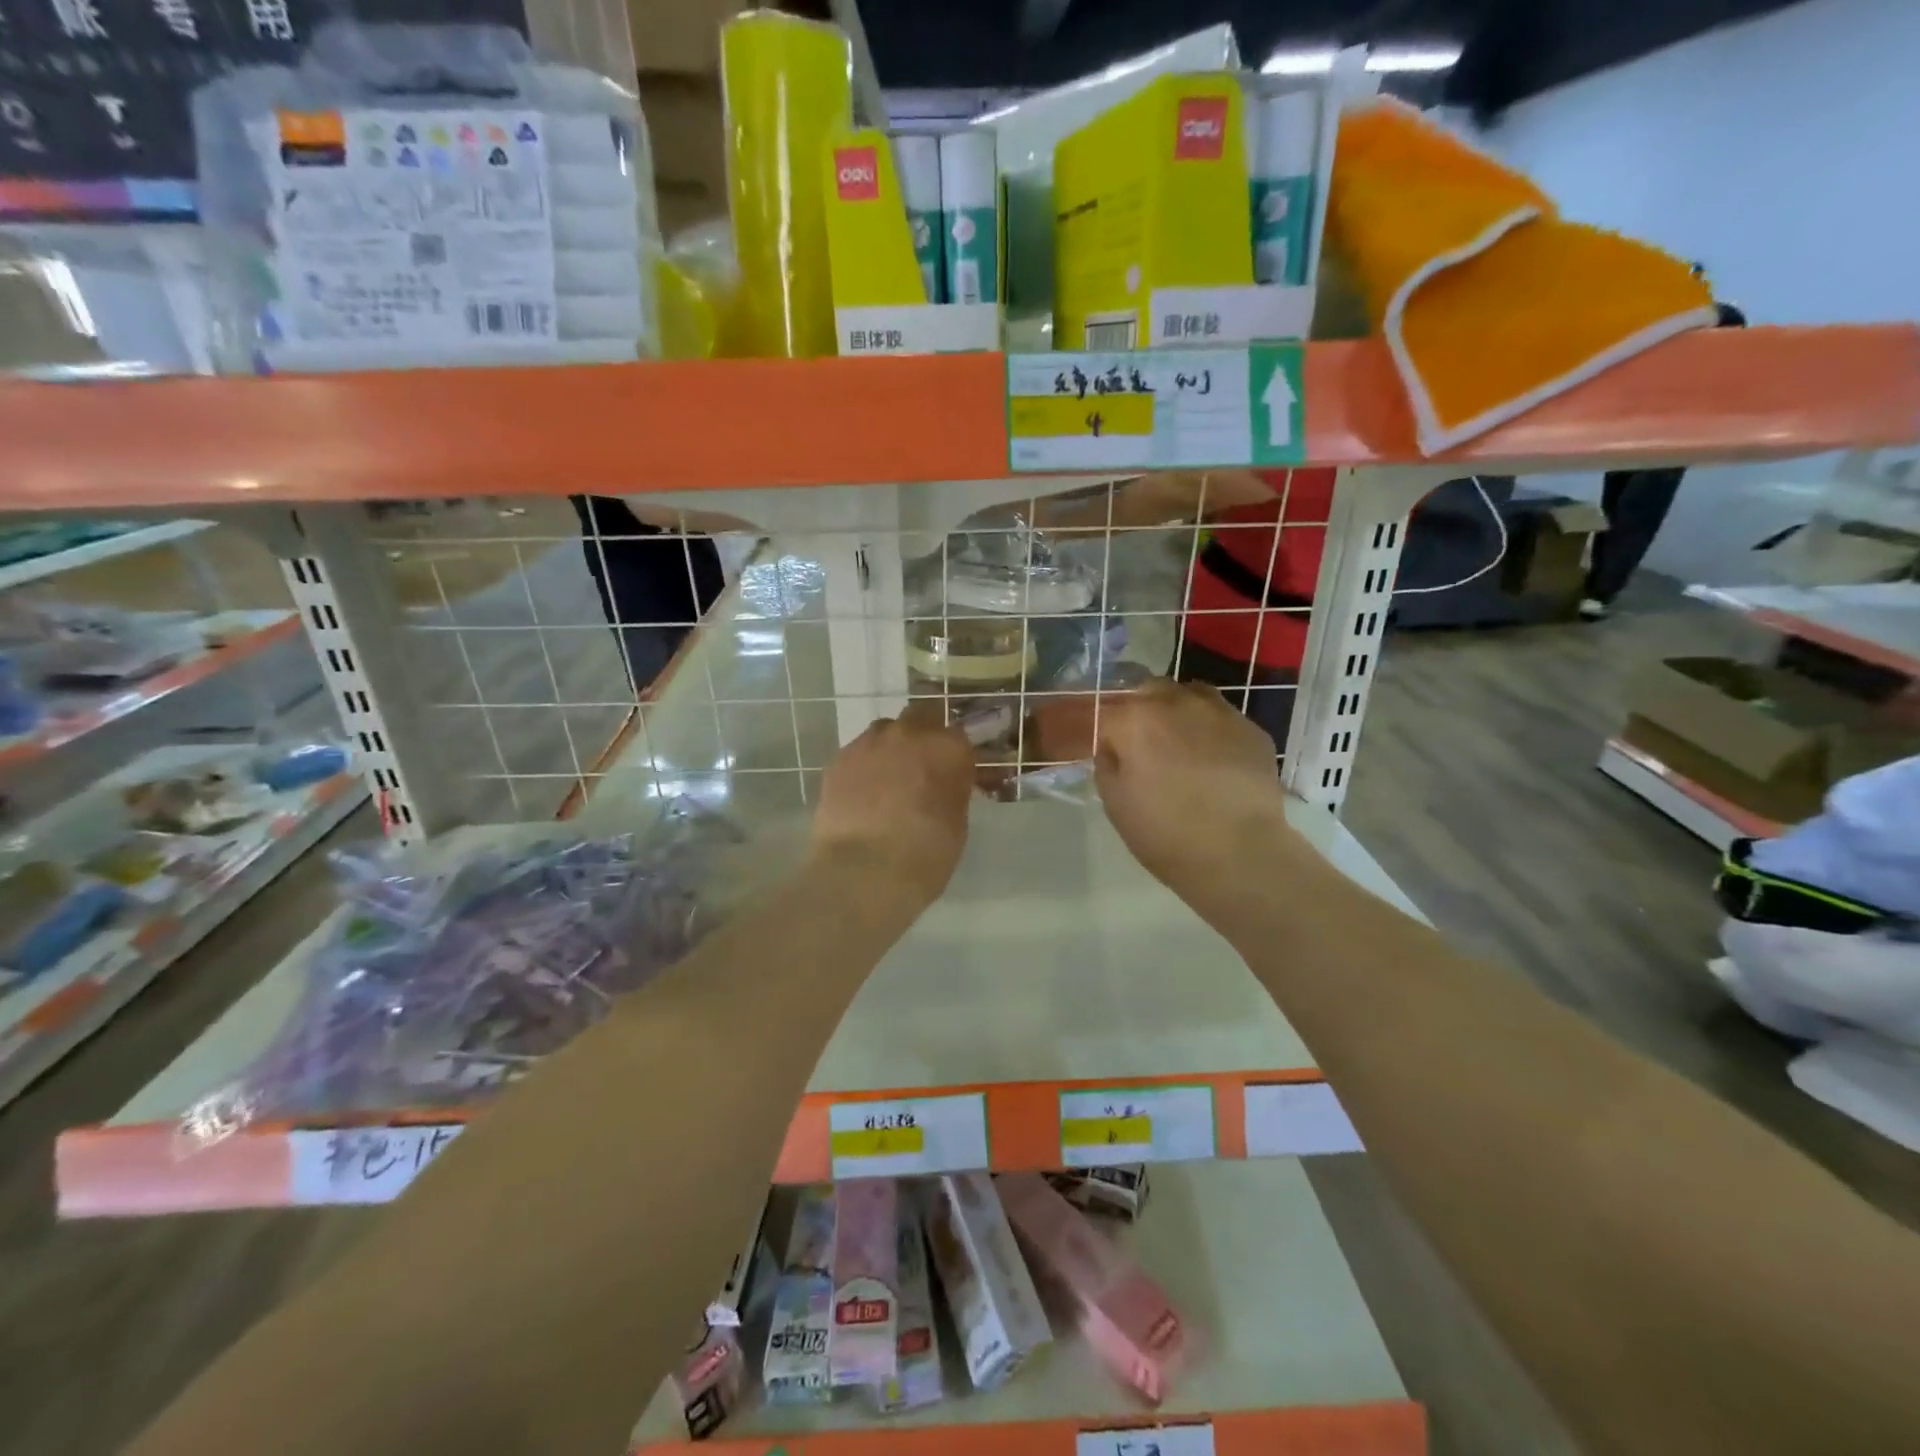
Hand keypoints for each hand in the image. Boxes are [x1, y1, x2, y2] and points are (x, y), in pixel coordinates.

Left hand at [811, 714, 974, 906]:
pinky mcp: (838, 760)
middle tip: (922, 764)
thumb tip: (944, 784)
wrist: (864, 871)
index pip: (958, 735)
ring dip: (891, 746)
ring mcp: (869, 743)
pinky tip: (862, 792)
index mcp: (948, 748)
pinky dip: (864, 766)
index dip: (954, 752)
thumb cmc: (925, 855)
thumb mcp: (957, 823)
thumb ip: (952, 790)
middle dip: (923, 733)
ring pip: (884, 731)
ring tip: (888, 779)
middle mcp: (909, 734)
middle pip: (920, 716)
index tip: (953, 769)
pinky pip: (857, 752)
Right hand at [1093, 679, 1300, 906]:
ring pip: (1189, 695)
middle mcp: (1177, 702)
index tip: (1105, 749)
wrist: (1239, 853)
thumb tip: (1113, 748)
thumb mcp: (1115, 803)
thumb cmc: (1165, 833)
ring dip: (1177, 712)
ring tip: (1180, 745)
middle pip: (1148, 690)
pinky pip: (1222, 718)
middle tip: (1141, 744)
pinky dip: (1211, 731)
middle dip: (1140, 710)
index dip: (1103, 729)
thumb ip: (1107, 764)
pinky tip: (1214, 761)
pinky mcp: (1252, 729)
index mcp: (1135, 718)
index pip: (1107, 709)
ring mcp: (1219, 711)